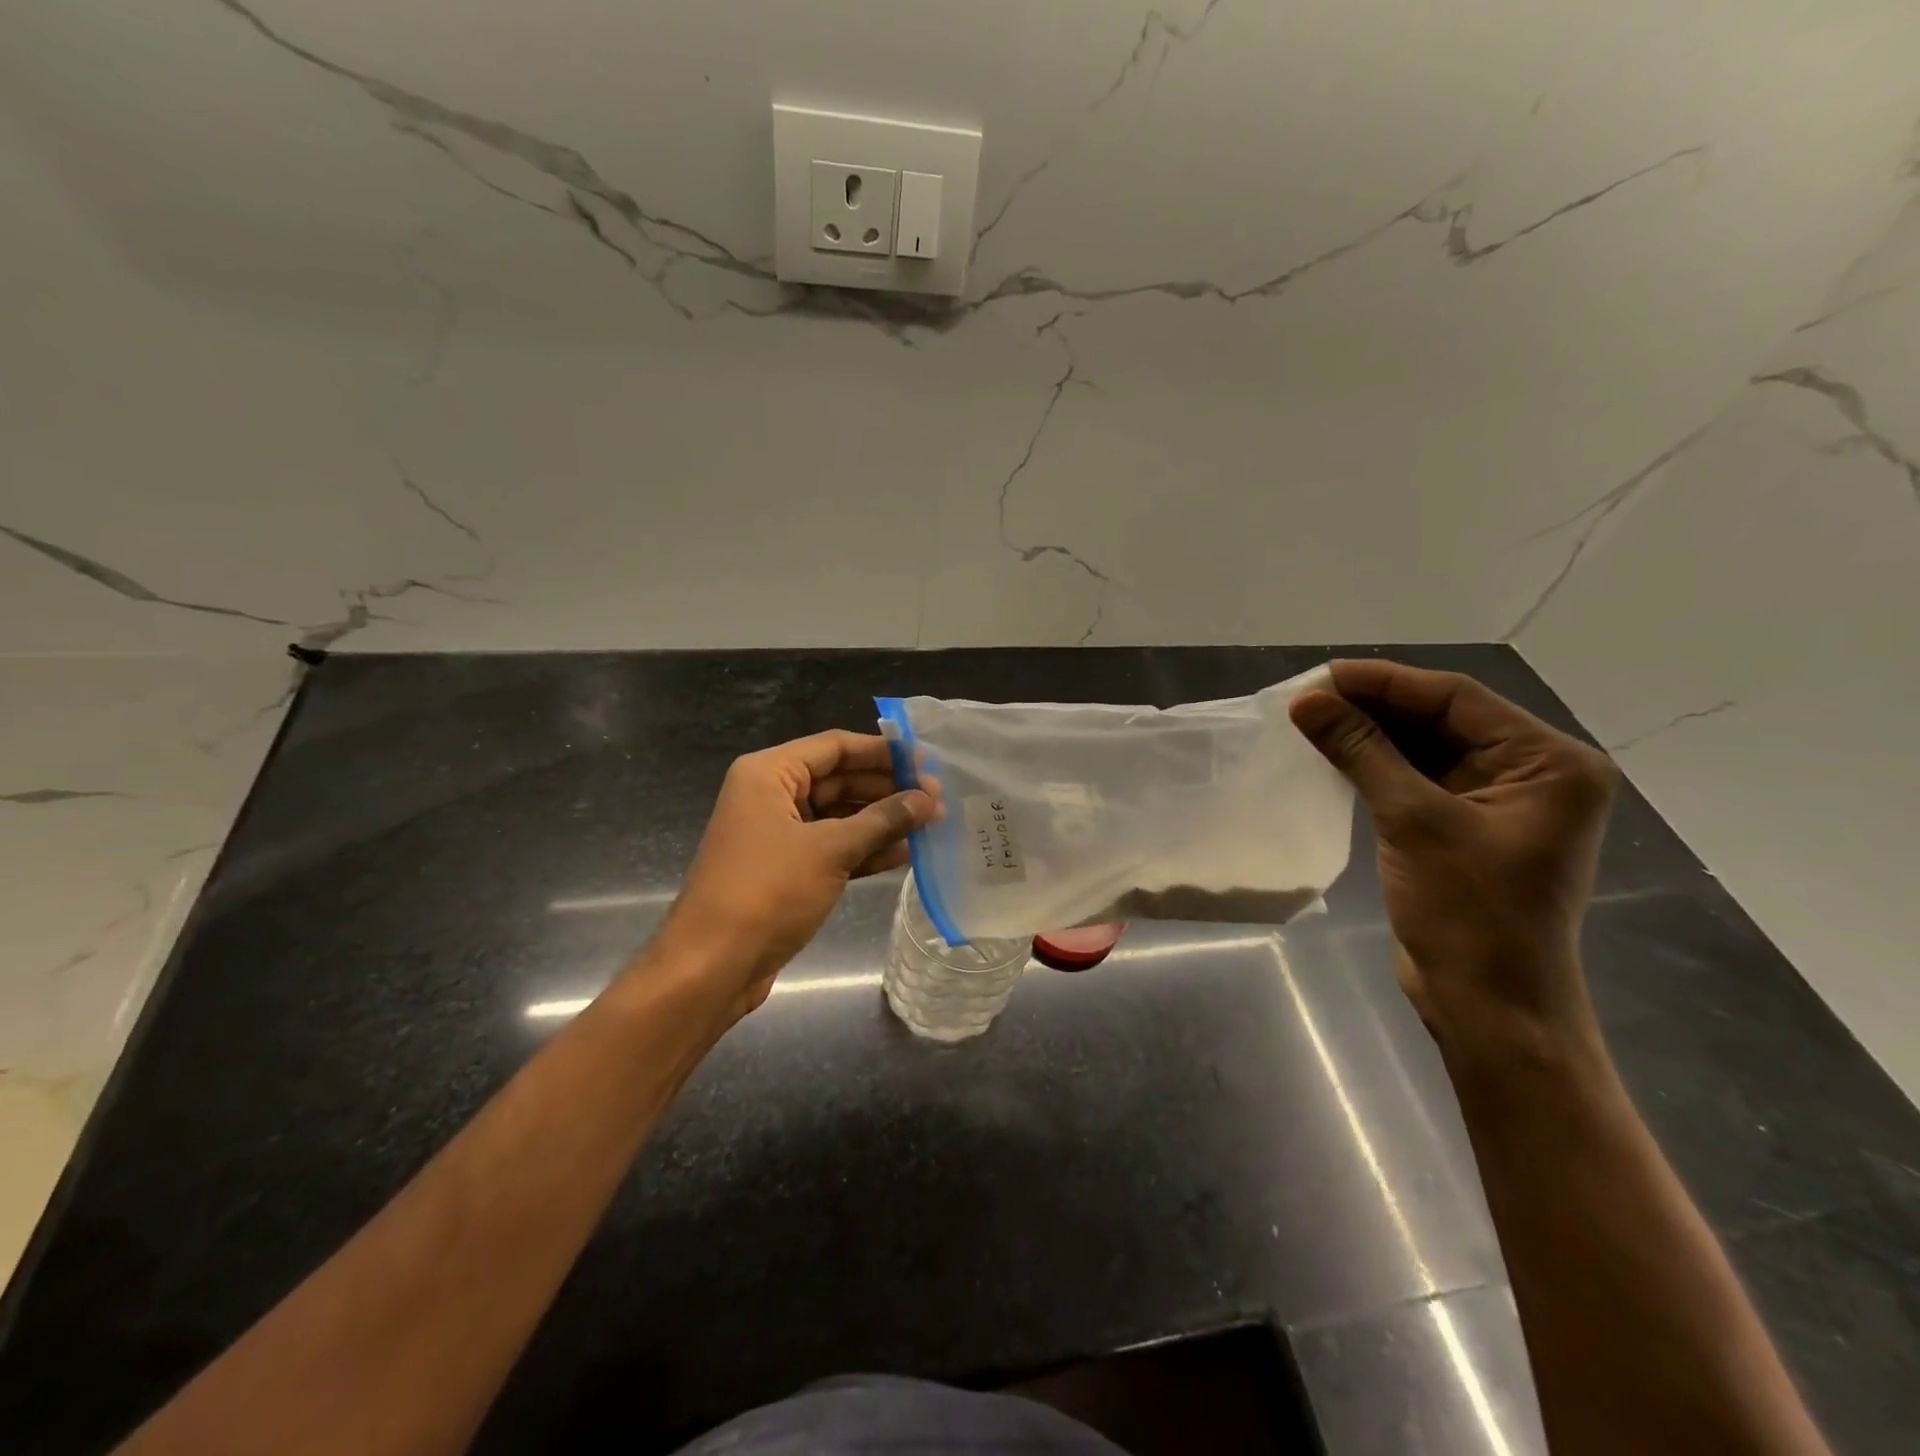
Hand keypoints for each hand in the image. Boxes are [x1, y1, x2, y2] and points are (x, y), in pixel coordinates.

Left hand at [656, 730, 936, 1021]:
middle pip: (839, 779)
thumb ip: (882, 820)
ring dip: (882, 820)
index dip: (882, 752)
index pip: (835, 747)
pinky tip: (905, 853)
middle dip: (887, 788)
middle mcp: (771, 796)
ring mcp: (779, 835)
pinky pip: (833, 847)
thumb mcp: (830, 850)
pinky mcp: (787, 870)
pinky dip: (865, 849)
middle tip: (937, 796)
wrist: (712, 966)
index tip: (926, 760)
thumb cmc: (767, 892)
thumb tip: (928, 799)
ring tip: (931, 823)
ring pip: (839, 816)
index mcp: (769, 774)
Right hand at [1289, 660, 1616, 1052]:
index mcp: (1549, 763)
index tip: (1324, 675)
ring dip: (1372, 735)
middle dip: (1376, 707)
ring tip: (1313, 719)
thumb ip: (1362, 751)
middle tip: (1310, 697)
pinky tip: (1336, 754)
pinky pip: (1419, 778)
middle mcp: (1533, 773)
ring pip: (1427, 748)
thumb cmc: (1469, 912)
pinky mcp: (1467, 826)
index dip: (1386, 682)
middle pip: (1444, 719)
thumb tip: (1307, 701)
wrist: (1488, 1004)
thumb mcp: (1413, 820)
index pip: (1458, 699)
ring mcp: (1500, 801)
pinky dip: (1378, 766)